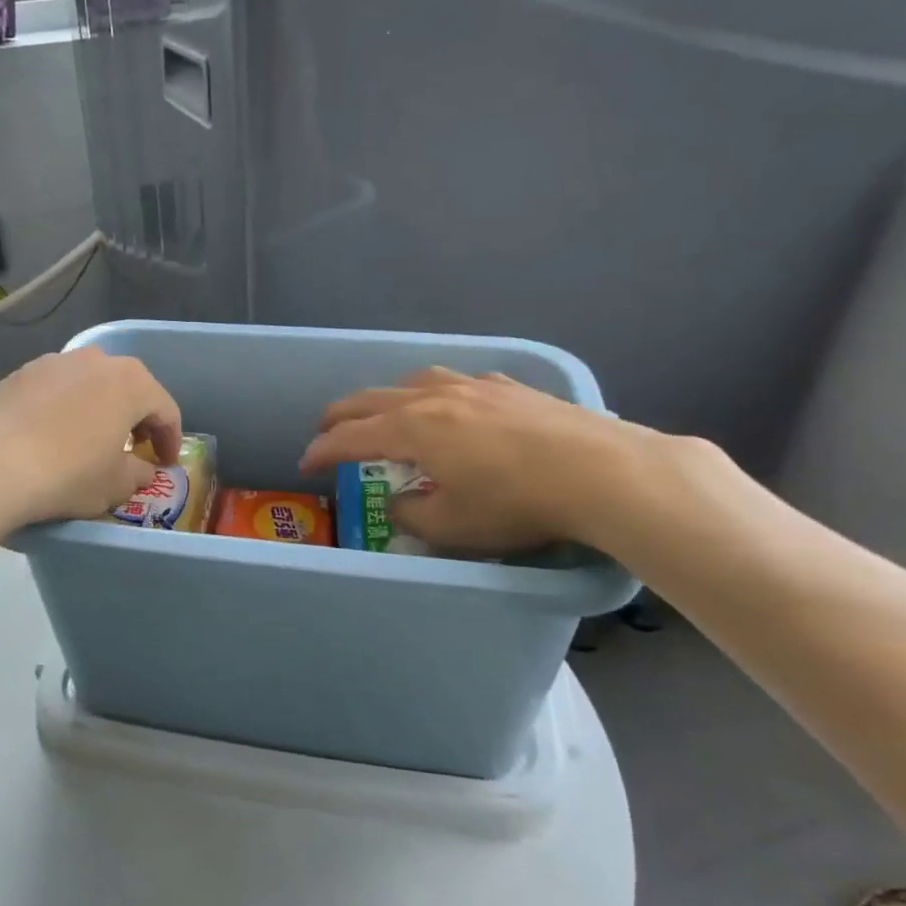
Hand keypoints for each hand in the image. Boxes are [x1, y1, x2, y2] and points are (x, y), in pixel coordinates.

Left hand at [0, 347, 182, 529]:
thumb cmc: (67, 474)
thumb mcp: (114, 485)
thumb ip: (138, 474)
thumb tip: (141, 470)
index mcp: (131, 383)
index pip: (165, 409)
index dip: (170, 439)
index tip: (166, 463)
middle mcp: (95, 360)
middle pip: (128, 388)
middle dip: (136, 417)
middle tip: (135, 446)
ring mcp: (53, 362)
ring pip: (89, 383)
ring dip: (98, 407)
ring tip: (90, 438)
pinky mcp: (19, 374)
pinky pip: (55, 389)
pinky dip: (63, 408)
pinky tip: (51, 434)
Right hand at [298, 367, 641, 552]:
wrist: (600, 471)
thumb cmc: (516, 503)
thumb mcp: (453, 524)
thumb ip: (414, 512)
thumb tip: (401, 501)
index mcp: (412, 428)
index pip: (351, 436)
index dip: (323, 450)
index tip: (305, 463)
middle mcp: (435, 397)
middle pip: (372, 399)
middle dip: (342, 415)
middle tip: (326, 430)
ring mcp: (475, 386)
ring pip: (414, 381)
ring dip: (388, 397)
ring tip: (387, 413)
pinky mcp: (511, 387)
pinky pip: (459, 382)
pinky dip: (438, 394)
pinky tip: (455, 406)